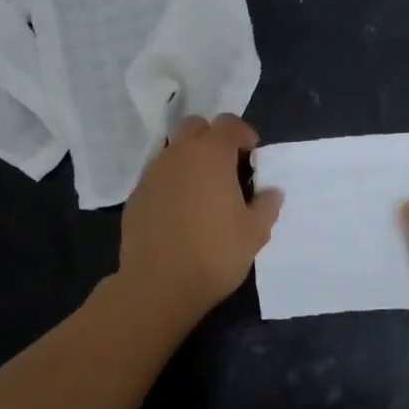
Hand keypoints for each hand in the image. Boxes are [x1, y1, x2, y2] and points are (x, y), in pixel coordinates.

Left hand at [117, 115, 282, 326]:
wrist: (158, 285)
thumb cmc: (215, 254)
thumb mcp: (255, 233)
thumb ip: (266, 205)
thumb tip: (272, 192)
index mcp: (211, 155)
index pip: (228, 123)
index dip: (243, 134)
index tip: (252, 156)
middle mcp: (179, 155)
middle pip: (195, 127)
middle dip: (213, 139)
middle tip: (227, 168)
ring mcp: (152, 174)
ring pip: (174, 151)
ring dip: (190, 161)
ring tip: (203, 193)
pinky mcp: (136, 196)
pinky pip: (158, 177)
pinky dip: (172, 184)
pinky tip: (180, 213)